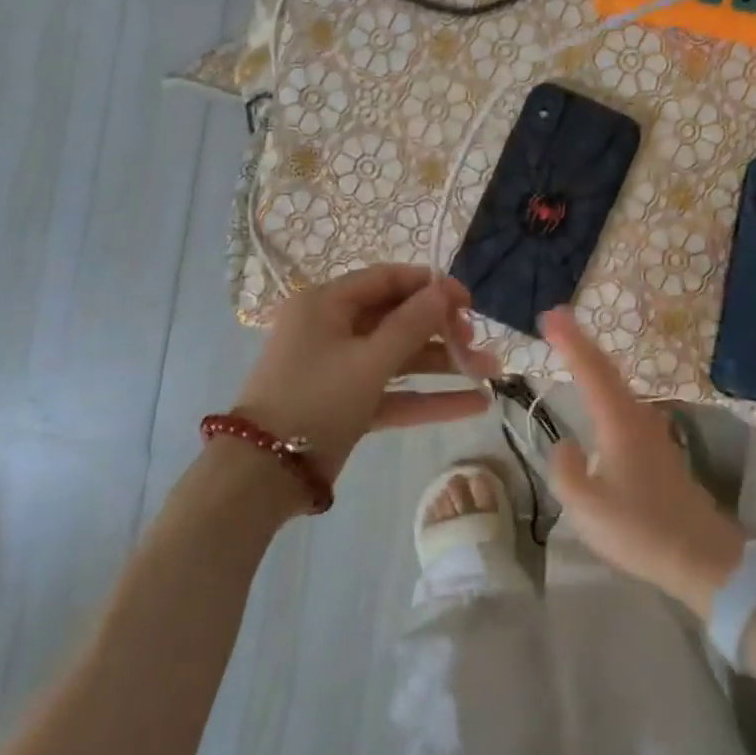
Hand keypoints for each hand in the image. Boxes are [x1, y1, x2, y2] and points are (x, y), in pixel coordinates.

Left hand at [234, 265, 496, 481]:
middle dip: (441, 330)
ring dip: (442, 365)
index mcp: (327, 304)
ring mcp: (341, 368)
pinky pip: (393, 392)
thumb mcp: (368, 360)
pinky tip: (473, 404)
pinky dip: (427, 397)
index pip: (386, 280)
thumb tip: (444, 289)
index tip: (468, 301)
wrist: (264, 475)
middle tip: (475, 341)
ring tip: (491, 371)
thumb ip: (411, 324)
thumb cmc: (315, 400)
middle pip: (397, 319)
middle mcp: (332, 328)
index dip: (430, 286)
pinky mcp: (348, 403)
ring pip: (399, 357)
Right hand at [540, 307, 745, 617]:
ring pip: (618, 388)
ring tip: (572, 353)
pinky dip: (606, 392)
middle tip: (556, 322)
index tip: (550, 314)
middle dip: (581, 344)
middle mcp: (639, 418)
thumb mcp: (586, 507)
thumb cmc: (640, 530)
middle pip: (607, 371)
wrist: (703, 558)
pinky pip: (625, 408)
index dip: (569, 340)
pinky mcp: (660, 453)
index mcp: (619, 423)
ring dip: (595, 367)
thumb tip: (568, 446)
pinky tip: (600, 403)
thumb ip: (567, 471)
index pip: (590, 370)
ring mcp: (654, 434)